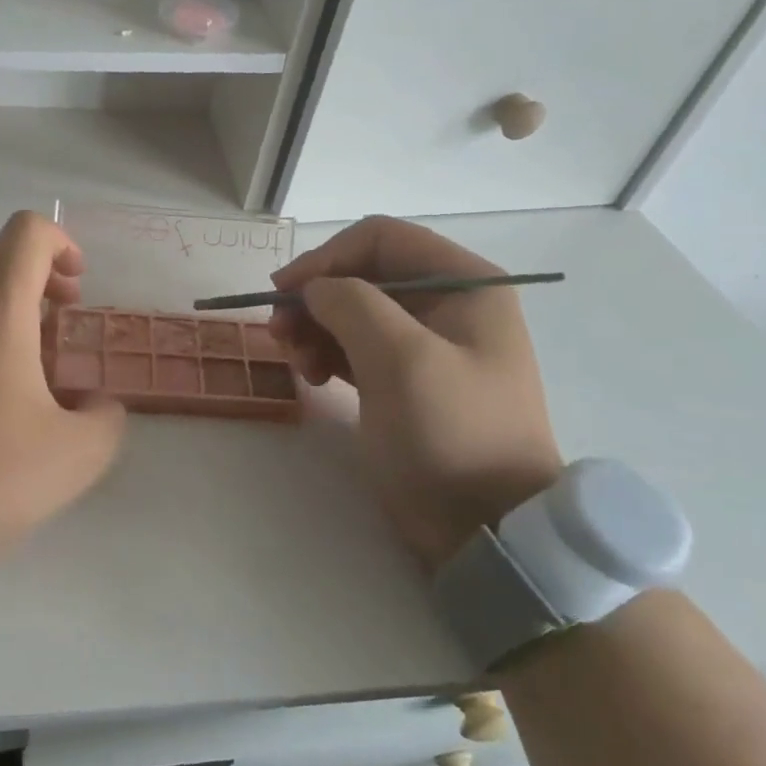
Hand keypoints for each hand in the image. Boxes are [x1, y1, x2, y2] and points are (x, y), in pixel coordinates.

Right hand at [268, 217, 562, 571]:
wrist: (487, 526)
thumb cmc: (451, 432)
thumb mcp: (401, 359)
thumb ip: (351, 304)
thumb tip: (314, 289)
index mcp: (463, 284)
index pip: (380, 239)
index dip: (326, 257)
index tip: (284, 292)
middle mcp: (446, 304)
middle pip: (361, 275)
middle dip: (315, 299)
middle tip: (278, 333)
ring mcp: (425, 344)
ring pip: (351, 312)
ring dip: (314, 329)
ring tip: (297, 364)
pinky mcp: (404, 379)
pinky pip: (354, 347)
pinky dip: (326, 354)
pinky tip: (313, 379)